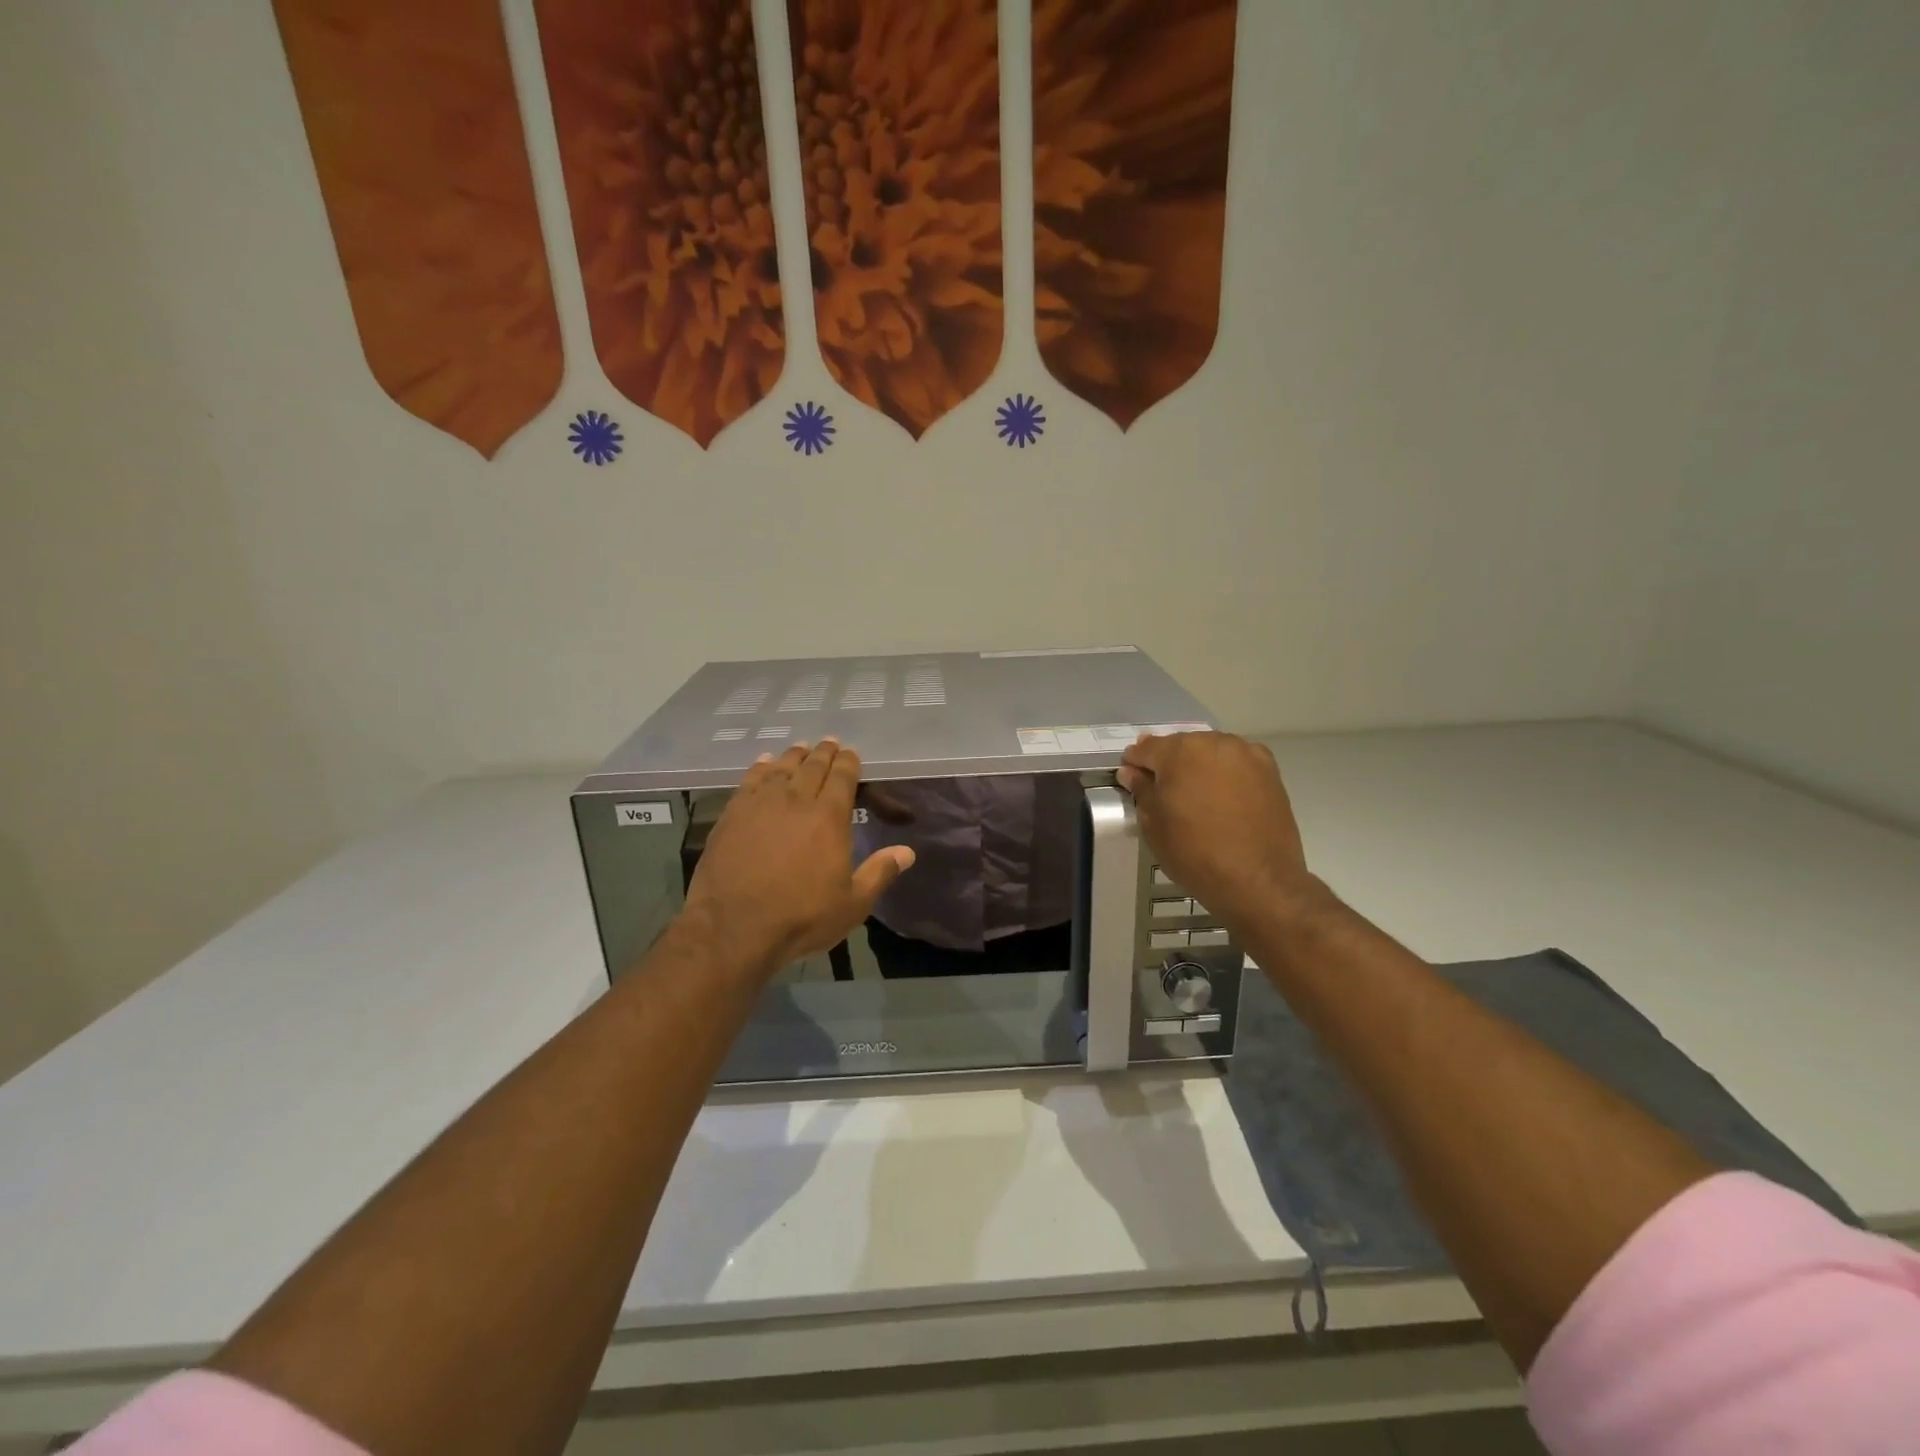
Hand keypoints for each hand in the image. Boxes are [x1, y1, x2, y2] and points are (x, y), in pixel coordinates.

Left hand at [683, 739, 914, 978]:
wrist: (734, 927)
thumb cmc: (801, 916)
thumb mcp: (852, 903)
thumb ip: (880, 873)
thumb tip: (907, 852)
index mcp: (829, 817)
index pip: (843, 777)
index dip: (849, 763)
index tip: (851, 753)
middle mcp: (796, 800)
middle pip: (812, 767)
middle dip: (824, 752)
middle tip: (829, 743)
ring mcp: (761, 805)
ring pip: (781, 769)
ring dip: (794, 756)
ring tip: (800, 748)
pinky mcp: (732, 815)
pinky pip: (750, 781)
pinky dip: (760, 768)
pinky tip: (763, 763)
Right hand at [1117, 732, 1314, 925]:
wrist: (1258, 880)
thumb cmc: (1195, 853)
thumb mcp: (1154, 825)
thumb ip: (1142, 791)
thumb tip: (1131, 772)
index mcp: (1179, 752)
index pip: (1146, 748)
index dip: (1135, 762)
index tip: (1131, 778)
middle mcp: (1213, 742)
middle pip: (1180, 745)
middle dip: (1168, 762)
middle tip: (1163, 789)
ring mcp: (1245, 753)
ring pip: (1210, 750)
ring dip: (1197, 765)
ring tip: (1195, 793)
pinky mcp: (1269, 770)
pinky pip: (1236, 761)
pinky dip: (1224, 771)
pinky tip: (1222, 794)